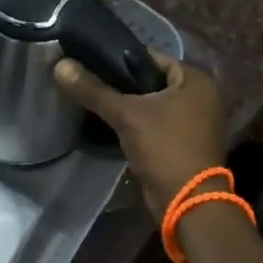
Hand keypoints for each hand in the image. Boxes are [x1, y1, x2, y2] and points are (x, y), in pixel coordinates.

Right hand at [53, 51, 227, 221]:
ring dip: (129, 106)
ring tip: (95, 101)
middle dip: (122, 84)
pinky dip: (139, 123)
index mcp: (196, 79)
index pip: (151, 57)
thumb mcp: (126, 115)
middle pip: (152, 81)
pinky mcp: (187, 143)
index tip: (90, 62)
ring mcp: (197, 121)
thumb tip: (60, 65)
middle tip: (90, 83)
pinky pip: (158, 123)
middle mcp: (201, 96)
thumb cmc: (164, 148)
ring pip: (153, 104)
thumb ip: (93, 90)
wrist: (188, 204)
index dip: (120, 59)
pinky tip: (112, 124)